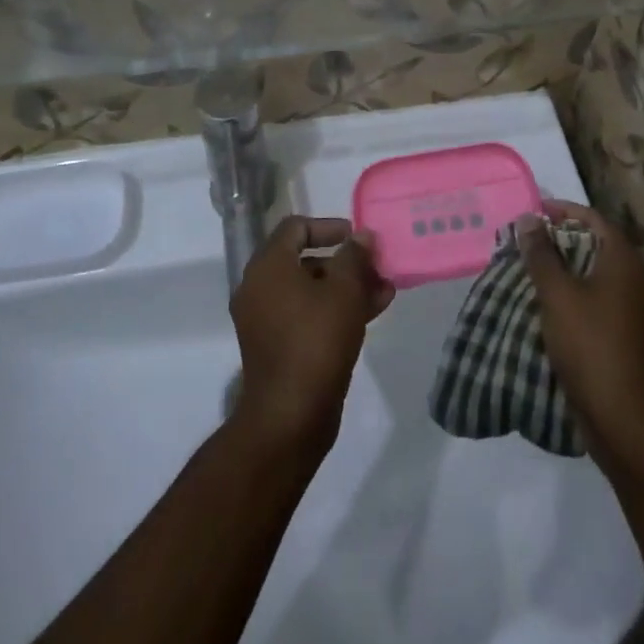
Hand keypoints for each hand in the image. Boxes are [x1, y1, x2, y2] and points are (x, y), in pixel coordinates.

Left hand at [228, 217, 393, 457]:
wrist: (290, 417)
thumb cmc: (316, 341)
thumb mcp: (344, 291)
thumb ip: (355, 256)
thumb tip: (363, 236)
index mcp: (268, 267)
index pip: (295, 228)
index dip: (328, 226)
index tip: (356, 236)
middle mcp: (259, 288)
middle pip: (304, 259)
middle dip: (345, 261)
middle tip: (375, 266)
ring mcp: (266, 320)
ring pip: (310, 290)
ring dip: (346, 286)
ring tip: (384, 291)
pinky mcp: (277, 347)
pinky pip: (307, 315)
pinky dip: (334, 309)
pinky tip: (372, 312)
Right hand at [518, 200, 643, 475]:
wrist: (631, 425)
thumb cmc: (592, 348)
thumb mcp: (557, 296)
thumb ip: (542, 255)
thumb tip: (529, 218)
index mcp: (625, 262)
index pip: (594, 219)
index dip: (563, 211)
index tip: (534, 214)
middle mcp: (642, 282)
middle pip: (601, 248)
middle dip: (566, 243)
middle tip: (532, 247)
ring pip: (604, 281)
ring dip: (574, 275)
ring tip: (540, 280)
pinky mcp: (641, 345)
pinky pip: (609, 309)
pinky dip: (584, 303)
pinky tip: (561, 317)